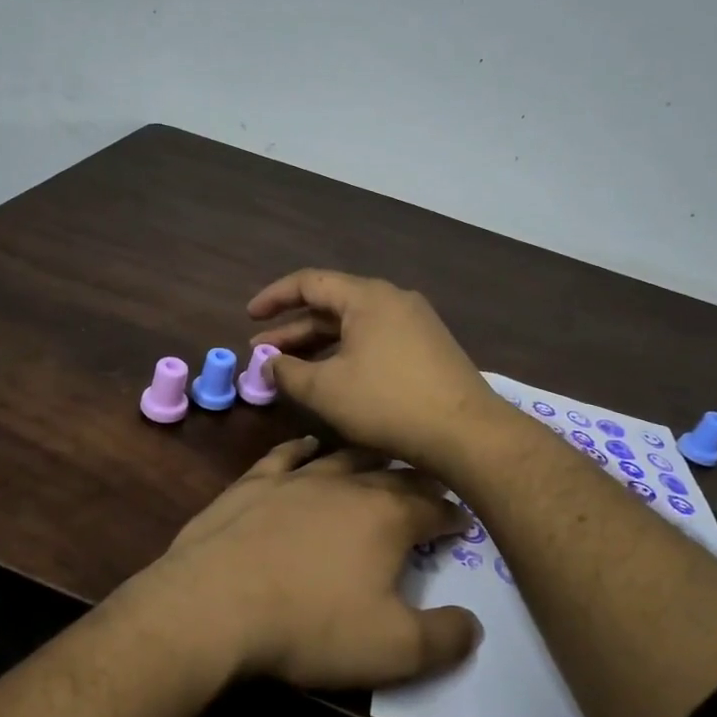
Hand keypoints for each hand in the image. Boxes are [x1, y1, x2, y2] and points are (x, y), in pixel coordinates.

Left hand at [137, 437, 481, 688]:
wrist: (216, 604)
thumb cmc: (312, 626)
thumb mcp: (395, 649)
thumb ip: (445, 637)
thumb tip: (473, 623)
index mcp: (387, 517)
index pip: (434, 507)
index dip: (453, 515)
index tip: (463, 521)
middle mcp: (346, 485)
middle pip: (393, 474)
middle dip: (417, 479)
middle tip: (430, 485)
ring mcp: (296, 478)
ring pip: (343, 456)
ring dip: (367, 457)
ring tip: (381, 458)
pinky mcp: (254, 482)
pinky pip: (286, 454)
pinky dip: (304, 447)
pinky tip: (309, 445)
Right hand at [248, 268, 505, 472]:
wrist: (467, 434)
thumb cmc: (388, 404)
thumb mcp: (326, 390)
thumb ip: (288, 372)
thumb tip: (270, 364)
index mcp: (367, 297)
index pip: (309, 282)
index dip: (274, 298)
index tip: (249, 317)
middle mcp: (392, 300)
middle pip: (331, 305)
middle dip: (293, 329)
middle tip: (262, 353)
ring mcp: (415, 323)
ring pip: (353, 325)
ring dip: (318, 344)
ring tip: (289, 367)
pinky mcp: (427, 348)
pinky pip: (374, 339)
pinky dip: (345, 353)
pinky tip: (332, 377)